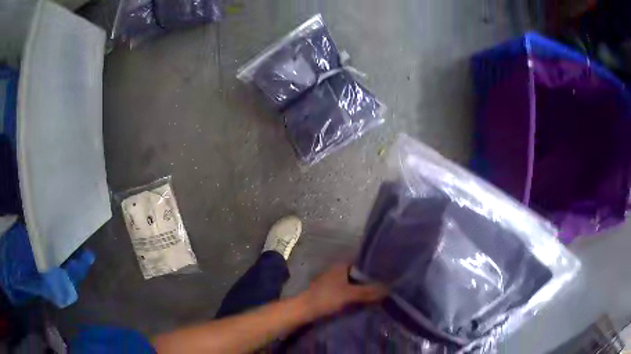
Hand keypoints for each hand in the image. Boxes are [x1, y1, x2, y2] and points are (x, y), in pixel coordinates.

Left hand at [300, 263, 387, 317]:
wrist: (305, 310)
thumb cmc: (326, 298)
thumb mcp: (349, 294)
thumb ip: (368, 291)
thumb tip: (389, 288)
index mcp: (342, 265)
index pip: (363, 260)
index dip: (375, 265)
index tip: (388, 271)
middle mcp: (338, 269)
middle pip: (359, 272)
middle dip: (371, 278)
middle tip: (388, 283)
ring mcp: (334, 280)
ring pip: (354, 281)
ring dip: (364, 286)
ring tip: (380, 291)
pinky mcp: (332, 290)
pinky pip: (349, 289)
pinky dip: (357, 293)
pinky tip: (366, 299)